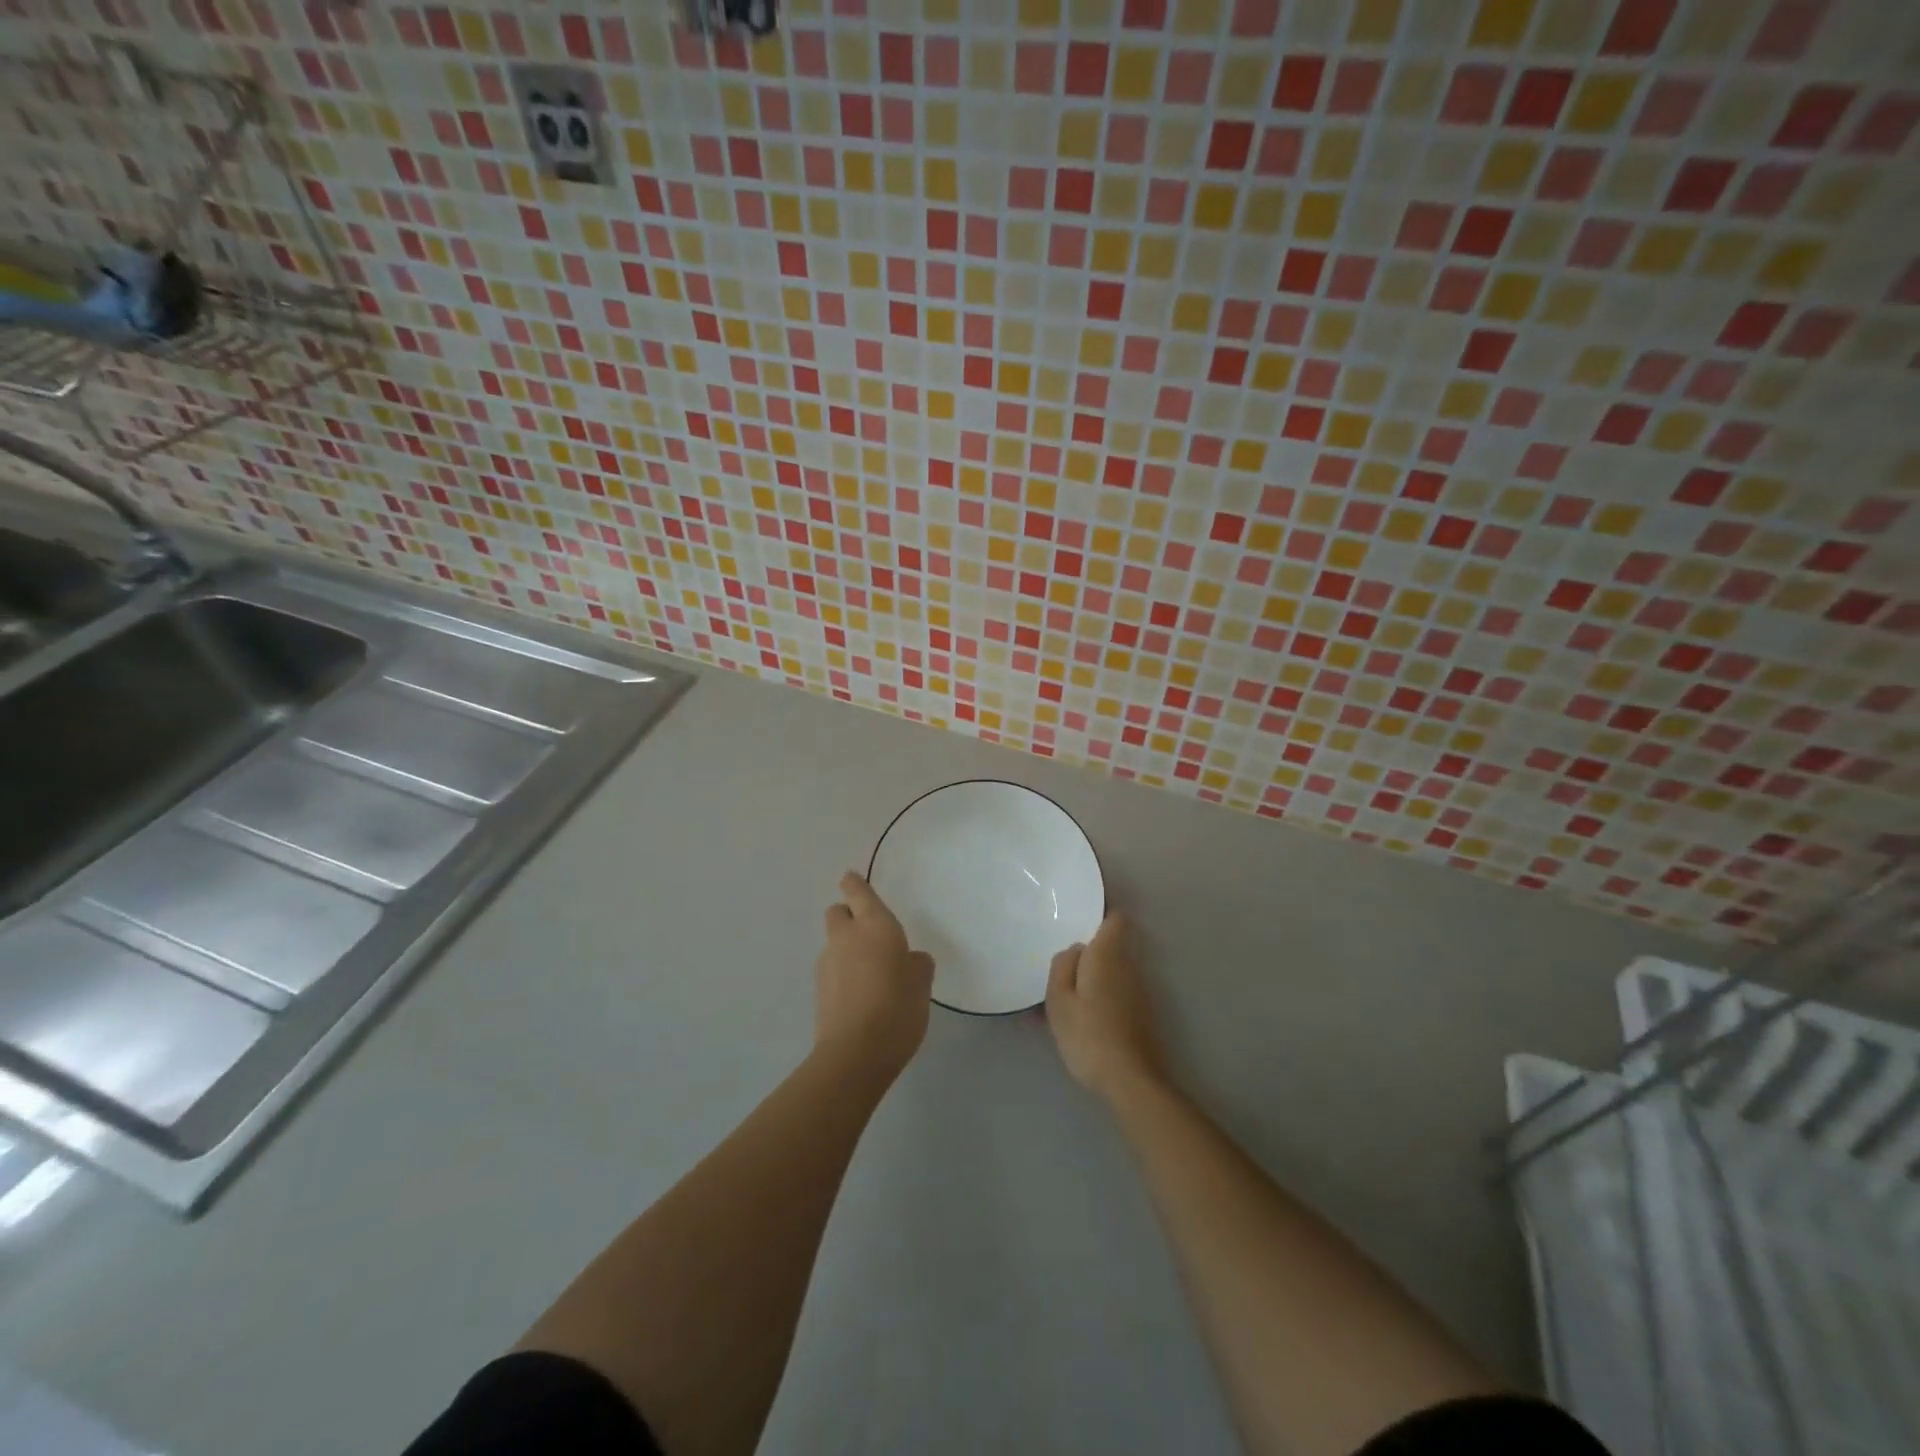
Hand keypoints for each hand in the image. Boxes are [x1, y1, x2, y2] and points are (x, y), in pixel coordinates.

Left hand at [815, 871, 933, 1078]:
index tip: (851, 877)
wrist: (856, 1053)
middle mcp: (846, 937)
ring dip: (847, 948)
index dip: (854, 883)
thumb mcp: (922, 983)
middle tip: (869, 932)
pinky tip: (860, 995)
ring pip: (834, 943)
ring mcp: (827, 963)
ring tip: (870, 973)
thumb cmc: (898, 1007)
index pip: (858, 892)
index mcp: (875, 925)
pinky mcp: (819, 989)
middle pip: (837, 912)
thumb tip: (909, 959)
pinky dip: (843, 973)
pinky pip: (833, 969)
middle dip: (848, 914)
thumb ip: (916, 963)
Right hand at [1046, 911, 1167, 1101]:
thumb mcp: (1059, 999)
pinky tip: (1079, 1017)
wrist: (1130, 1080)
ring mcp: (1139, 991)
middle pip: (1111, 944)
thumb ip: (1063, 966)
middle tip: (1059, 960)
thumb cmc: (1088, 1034)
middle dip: (1088, 948)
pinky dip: (1099, 995)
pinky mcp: (1141, 1014)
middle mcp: (1129, 966)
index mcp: (1108, 954)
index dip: (1099, 912)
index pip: (1114, 917)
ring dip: (1091, 974)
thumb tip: (1076, 950)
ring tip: (1063, 992)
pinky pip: (1115, 991)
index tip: (1077, 915)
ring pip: (1112, 970)